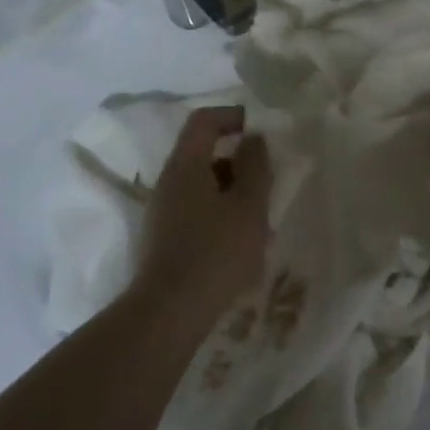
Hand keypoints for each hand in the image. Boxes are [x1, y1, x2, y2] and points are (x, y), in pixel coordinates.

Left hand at [135, 106, 271, 322]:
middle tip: (268, 178)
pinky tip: (238, 241)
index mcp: (185, 165)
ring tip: (259, 215)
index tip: (262, 130)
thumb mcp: (249, 206)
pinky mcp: (163, 239)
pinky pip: (195, 210)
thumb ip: (255, 166)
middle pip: (202, 153)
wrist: (169, 313)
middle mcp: (167, 182)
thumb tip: (253, 138)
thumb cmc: (216, 252)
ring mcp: (161, 212)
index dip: (233, 116)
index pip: (204, 120)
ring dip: (231, 189)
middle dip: (238, 159)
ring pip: (200, 184)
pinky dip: (219, 212)